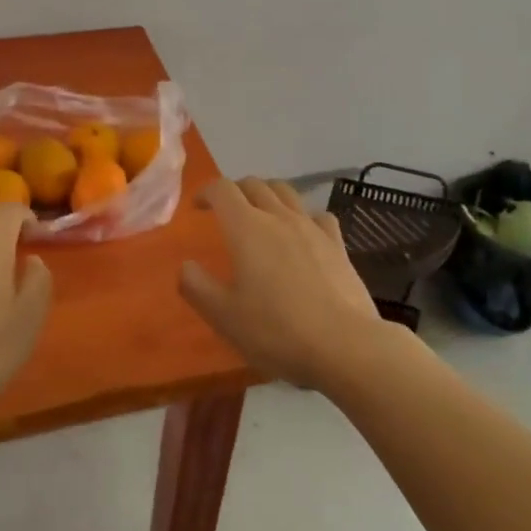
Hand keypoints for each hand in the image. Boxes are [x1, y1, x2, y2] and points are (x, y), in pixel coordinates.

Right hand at [178, 177, 388, 390]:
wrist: (345, 346)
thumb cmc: (277, 331)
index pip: (222, 190)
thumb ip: (197, 287)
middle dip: (235, 190)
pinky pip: (317, 215)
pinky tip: (303, 232)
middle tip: (226, 209)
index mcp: (246, 228)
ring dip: (267, 194)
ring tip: (261, 213)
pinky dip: (303, 215)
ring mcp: (312, 228)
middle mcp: (279, 217)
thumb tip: (186, 265)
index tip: (198, 206)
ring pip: (286, 192)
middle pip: (254, 184)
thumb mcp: (224, 317)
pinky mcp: (337, 245)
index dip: (206, 192)